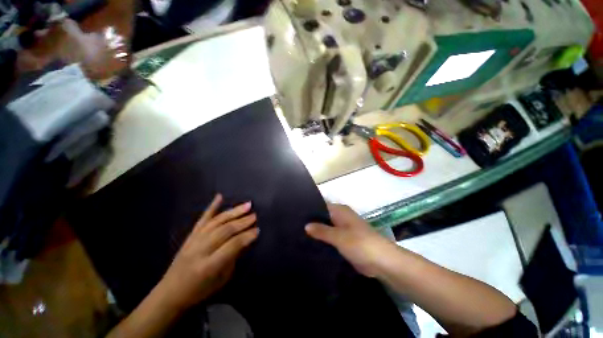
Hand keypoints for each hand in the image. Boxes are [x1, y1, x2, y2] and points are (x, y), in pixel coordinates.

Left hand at [156, 194, 258, 310]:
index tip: (258, 230)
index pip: (232, 245)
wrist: (170, 294)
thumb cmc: (199, 291)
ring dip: (233, 212)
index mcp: (209, 265)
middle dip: (242, 222)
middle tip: (255, 216)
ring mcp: (193, 241)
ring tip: (247, 205)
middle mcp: (200, 250)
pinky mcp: (190, 236)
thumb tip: (245, 240)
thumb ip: (233, 258)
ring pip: (216, 222)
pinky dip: (211, 207)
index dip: (247, 236)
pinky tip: (219, 197)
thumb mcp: (222, 280)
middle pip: (225, 230)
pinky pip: (202, 219)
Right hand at [305, 204, 396, 277]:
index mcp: (340, 211)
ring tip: (298, 236)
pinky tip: (311, 245)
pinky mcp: (345, 241)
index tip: (296, 215)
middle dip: (312, 222)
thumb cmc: (360, 243)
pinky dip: (323, 241)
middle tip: (295, 227)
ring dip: (317, 232)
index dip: (309, 209)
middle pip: (323, 217)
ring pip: (326, 228)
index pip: (321, 205)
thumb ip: (322, 230)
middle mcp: (341, 217)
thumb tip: (306, 225)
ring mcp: (343, 229)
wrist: (382, 261)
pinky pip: (331, 238)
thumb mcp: (339, 236)